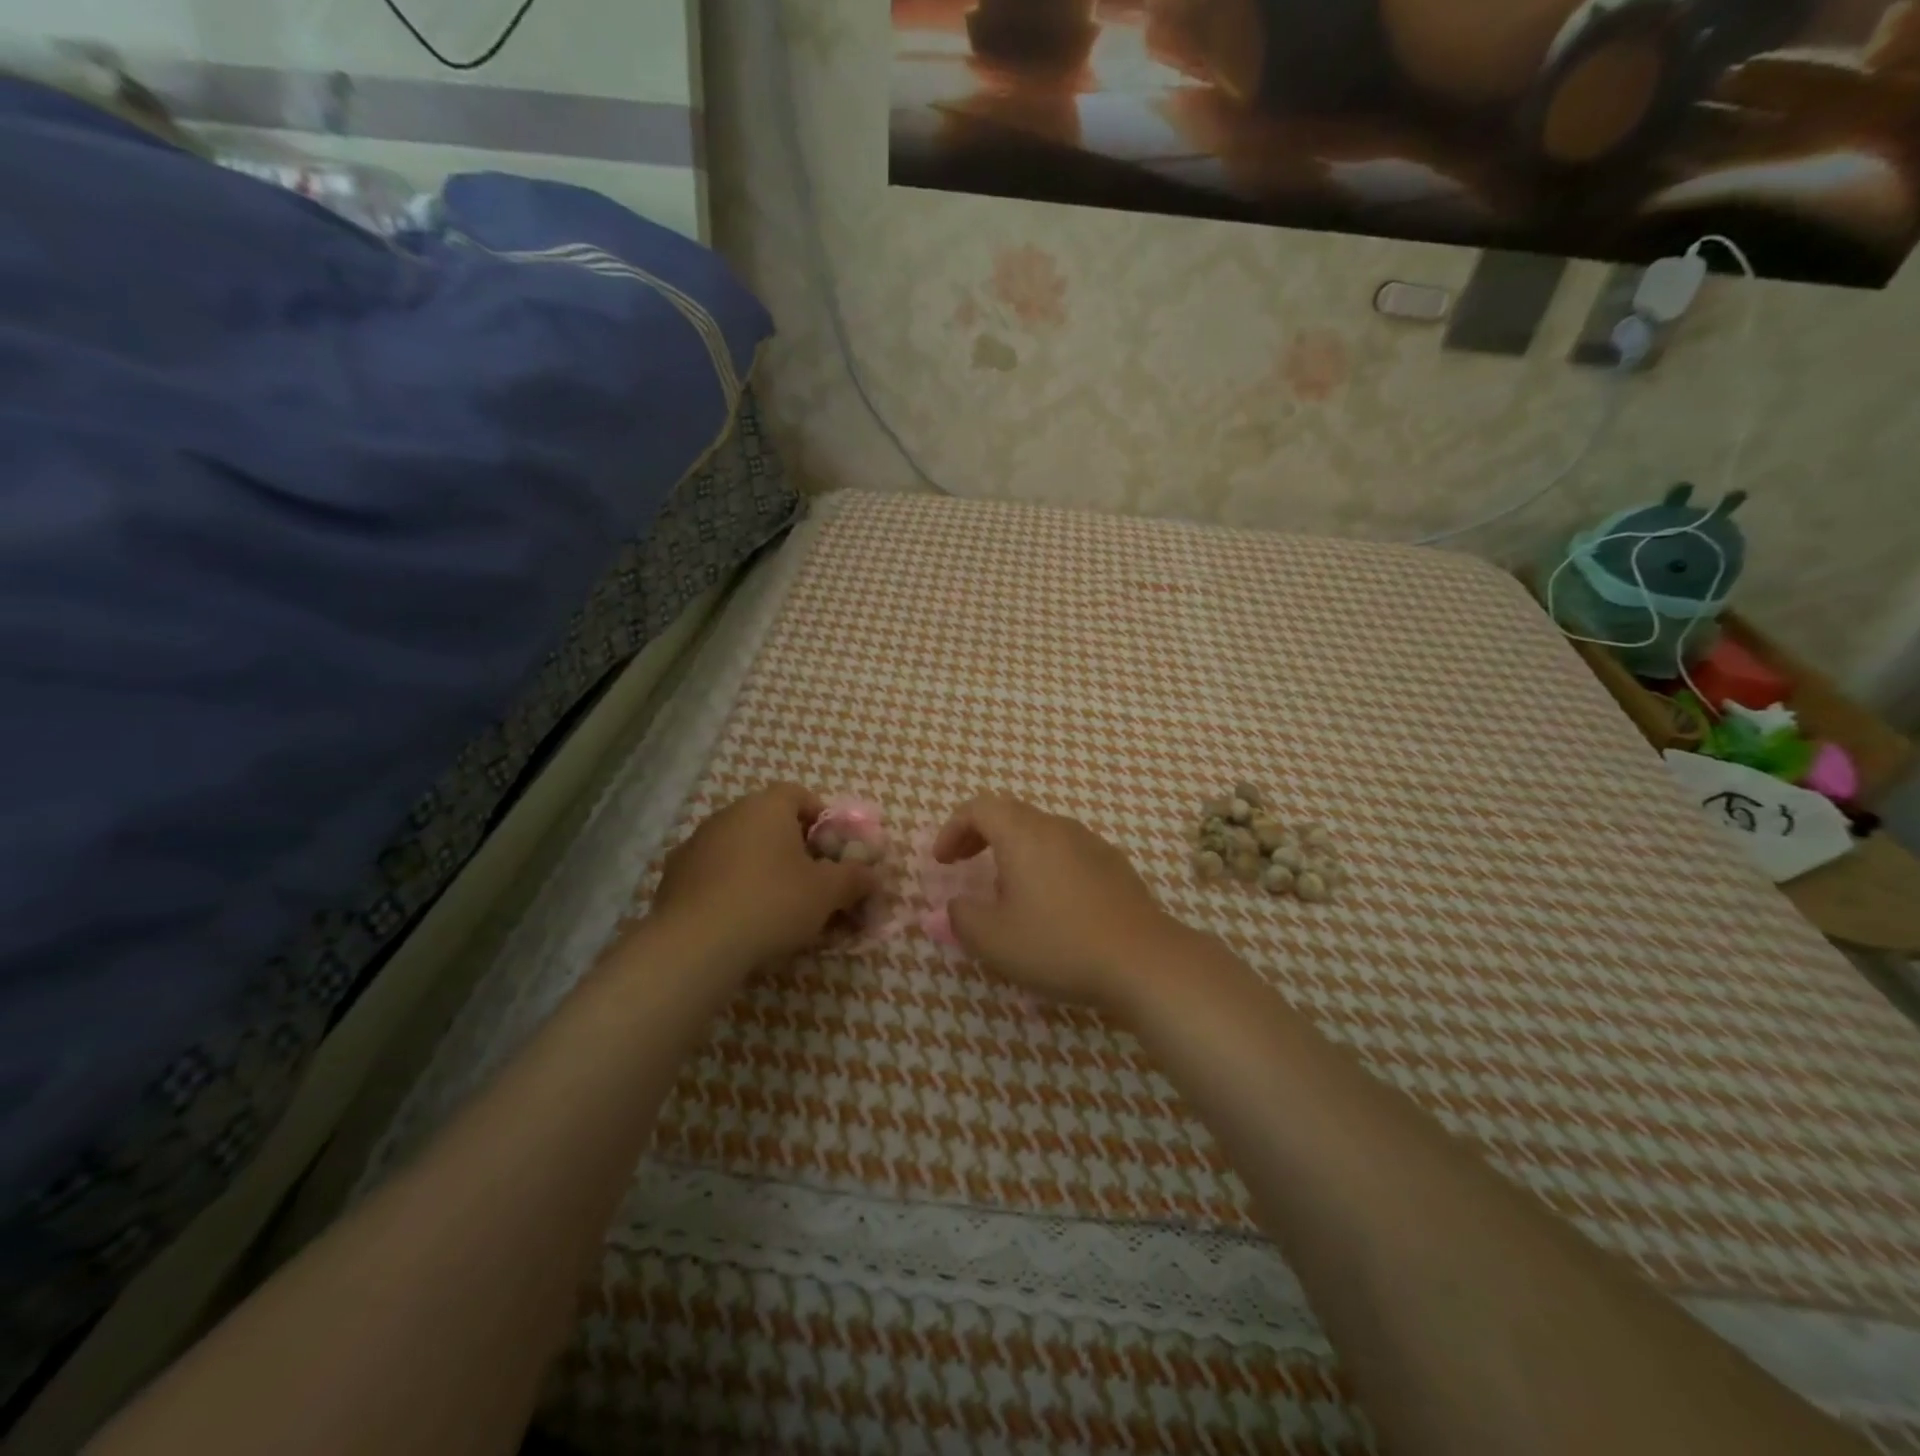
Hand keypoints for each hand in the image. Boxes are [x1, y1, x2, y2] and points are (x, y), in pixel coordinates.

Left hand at [653, 784, 875, 967]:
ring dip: (762, 869)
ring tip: (779, 908)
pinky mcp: (673, 877)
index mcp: (766, 806)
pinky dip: (733, 889)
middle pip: (770, 823)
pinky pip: (715, 875)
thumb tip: (874, 876)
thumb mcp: (828, 892)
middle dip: (794, 849)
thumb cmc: (773, 902)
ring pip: (741, 849)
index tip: (834, 851)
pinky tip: (743, 921)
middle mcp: (729, 814)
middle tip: (813, 883)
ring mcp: (696, 844)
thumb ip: (855, 879)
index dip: (822, 820)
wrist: (696, 944)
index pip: (800, 795)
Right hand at [932, 794, 1184, 1006]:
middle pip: (1010, 814)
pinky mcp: (1114, 865)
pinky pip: (1067, 851)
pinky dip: (1044, 863)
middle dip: (979, 835)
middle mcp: (1057, 827)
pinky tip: (1050, 902)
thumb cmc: (1058, 945)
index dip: (952, 829)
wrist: (1142, 960)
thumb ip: (962, 918)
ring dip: (1013, 849)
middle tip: (963, 864)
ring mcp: (1091, 843)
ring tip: (1005, 888)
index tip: (941, 862)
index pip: (979, 808)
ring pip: (1041, 832)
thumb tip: (956, 906)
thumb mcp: (993, 940)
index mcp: (1023, 835)